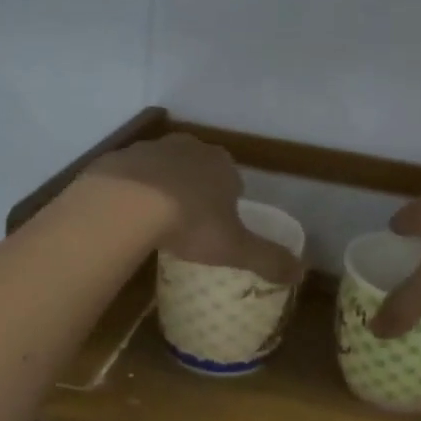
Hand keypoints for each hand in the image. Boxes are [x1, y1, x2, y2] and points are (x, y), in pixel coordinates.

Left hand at [80, 133, 300, 282]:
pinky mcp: (119, 157)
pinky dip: (130, 191)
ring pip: (162, 167)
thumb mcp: (235, 248)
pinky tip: (125, 215)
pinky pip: (129, 175)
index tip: (219, 224)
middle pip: (197, 167)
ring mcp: (151, 149)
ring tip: (154, 220)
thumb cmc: (190, 222)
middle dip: (195, 188)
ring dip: (162, 187)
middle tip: (187, 222)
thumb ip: (268, 259)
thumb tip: (301, 272)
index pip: (232, 178)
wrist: (126, 204)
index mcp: (221, 165)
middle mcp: (189, 148)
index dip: (228, 200)